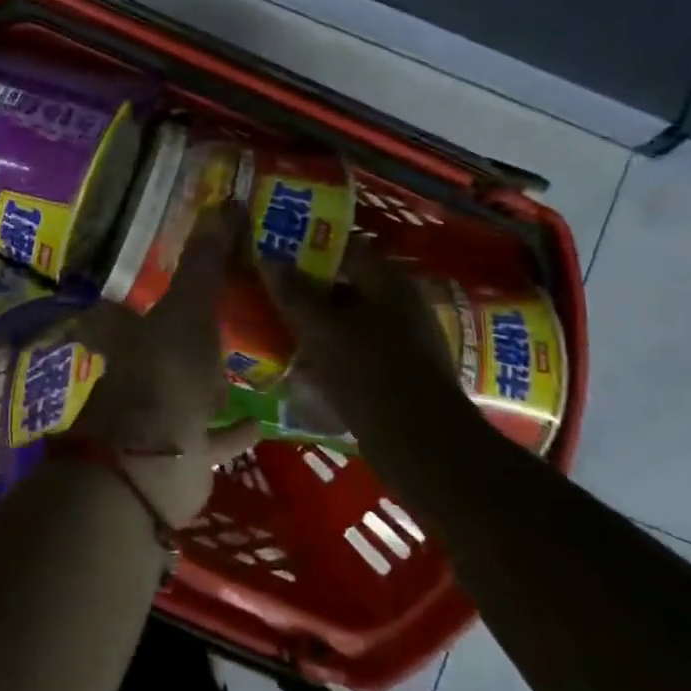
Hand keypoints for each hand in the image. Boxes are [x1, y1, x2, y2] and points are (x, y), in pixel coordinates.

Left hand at [70, 208, 260, 527]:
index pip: (134, 300)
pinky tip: (264, 417)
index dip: (152, 285)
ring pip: (193, 389)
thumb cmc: (166, 373)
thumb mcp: (188, 307)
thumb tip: (225, 201)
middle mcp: (141, 371)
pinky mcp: (186, 452)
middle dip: (192, 330)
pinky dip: (237, 428)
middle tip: (230, 310)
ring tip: (253, 356)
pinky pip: (218, 435)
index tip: (181, 271)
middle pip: (167, 344)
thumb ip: (205, 260)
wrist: (154, 465)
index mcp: (131, 334)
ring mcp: (162, 414)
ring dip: (216, 378)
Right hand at [259, 240, 467, 447]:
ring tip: (276, 326)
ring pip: (348, 318)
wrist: (422, 447)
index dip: (308, 243)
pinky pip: (355, 349)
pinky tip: (301, 365)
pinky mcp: (397, 372)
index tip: (274, 248)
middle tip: (268, 288)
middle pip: (345, 282)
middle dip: (307, 285)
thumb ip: (293, 293)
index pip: (344, 245)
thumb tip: (268, 257)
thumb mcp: (321, 330)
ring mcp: (401, 339)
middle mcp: (398, 303)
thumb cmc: (369, 374)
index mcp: (387, 282)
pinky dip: (329, 350)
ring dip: (315, 321)